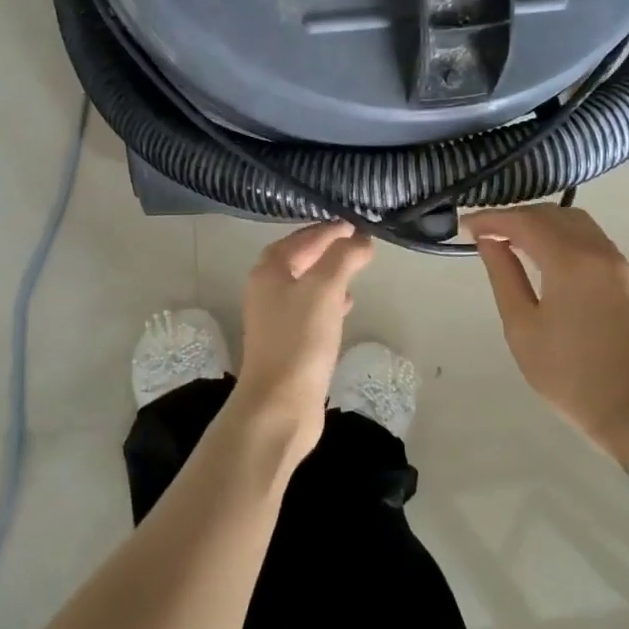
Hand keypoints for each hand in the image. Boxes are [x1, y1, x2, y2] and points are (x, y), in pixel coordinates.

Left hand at [231, 221, 375, 462]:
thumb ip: (343, 258)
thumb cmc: (299, 340)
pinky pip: (311, 311)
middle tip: (358, 243)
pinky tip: (347, 305)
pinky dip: (329, 302)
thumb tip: (361, 238)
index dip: (328, 230)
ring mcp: (276, 319)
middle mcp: (267, 290)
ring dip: (329, 275)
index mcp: (269, 271)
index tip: (356, 224)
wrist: (280, 405)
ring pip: (306, 285)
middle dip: (328, 250)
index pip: (300, 238)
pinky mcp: (289, 343)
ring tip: (356, 270)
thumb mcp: (325, 289)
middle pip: (299, 259)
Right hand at [464, 206, 628, 470]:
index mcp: (570, 261)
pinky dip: (562, 235)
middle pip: (552, 214)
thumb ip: (504, 276)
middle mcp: (597, 250)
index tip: (467, 225)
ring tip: (512, 240)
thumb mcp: (522, 327)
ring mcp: (616, 262)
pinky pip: (590, 238)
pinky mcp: (626, 277)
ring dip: (541, 223)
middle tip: (486, 232)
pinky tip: (543, 254)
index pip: (525, 222)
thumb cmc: (569, 373)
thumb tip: (489, 241)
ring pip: (575, 222)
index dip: (493, 218)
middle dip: (516, 216)